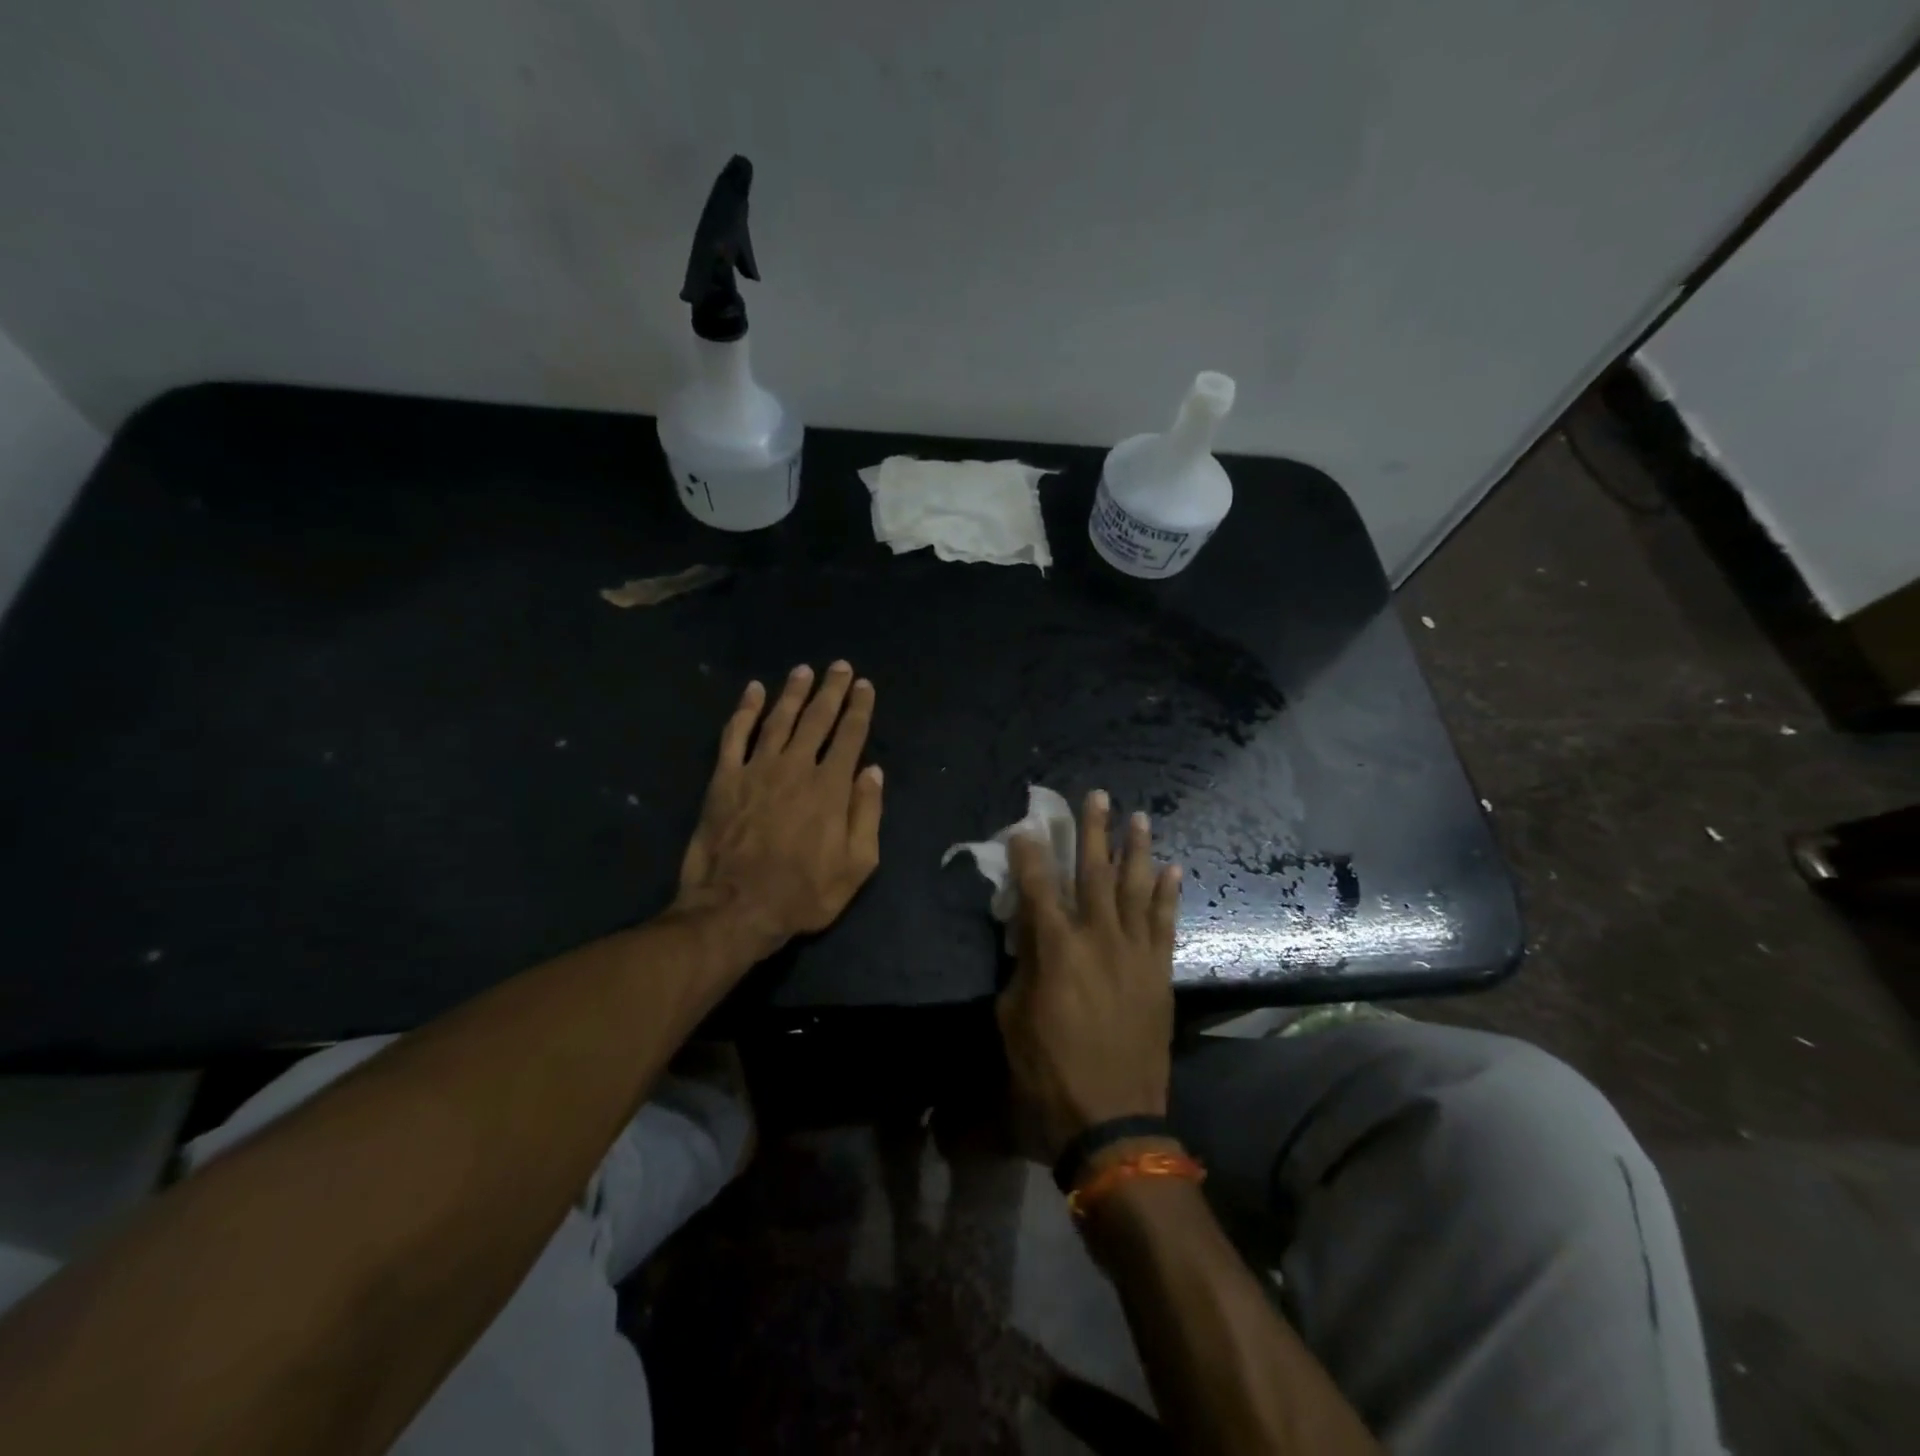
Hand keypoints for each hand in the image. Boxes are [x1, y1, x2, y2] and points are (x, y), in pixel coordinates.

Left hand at [675, 662, 883, 958]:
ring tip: (803, 671)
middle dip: (831, 690)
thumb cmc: (803, 893)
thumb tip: (873, 772)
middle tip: (839, 666)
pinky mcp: (725, 779)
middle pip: (817, 719)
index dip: (859, 708)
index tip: (864, 686)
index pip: (850, 736)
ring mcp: (757, 770)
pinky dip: (744, 710)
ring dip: (793, 692)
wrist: (735, 908)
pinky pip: (735, 735)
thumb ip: (867, 814)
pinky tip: (752, 691)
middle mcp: (796, 768)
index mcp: (830, 788)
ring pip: (779, 719)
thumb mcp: (856, 866)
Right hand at [996, 790, 1182, 1161]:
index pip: (1038, 887)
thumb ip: (1022, 966)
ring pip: (1136, 888)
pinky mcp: (1159, 972)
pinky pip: (1166, 923)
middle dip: (1093, 831)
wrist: (1112, 1117)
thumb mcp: (1013, 1017)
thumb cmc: (1049, 1071)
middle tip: (1097, 796)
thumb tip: (1029, 935)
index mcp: (1055, 948)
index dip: (1030, 854)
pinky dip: (1169, 894)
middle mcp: (1098, 938)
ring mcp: (1134, 952)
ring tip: (1139, 817)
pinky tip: (1173, 868)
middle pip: (1094, 872)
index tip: (1026, 827)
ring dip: (1136, 850)